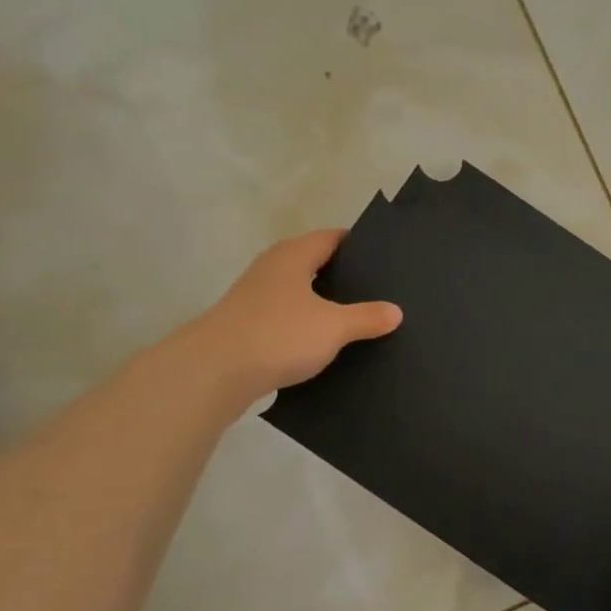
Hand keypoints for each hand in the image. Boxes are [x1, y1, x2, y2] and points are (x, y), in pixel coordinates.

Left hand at [203, 229, 401, 394]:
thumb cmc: (279, 335)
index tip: (385, 258)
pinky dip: (306, 327)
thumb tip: (395, 311)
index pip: (331, 238)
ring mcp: (255, 298)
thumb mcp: (333, 327)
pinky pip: (286, 319)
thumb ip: (367, 317)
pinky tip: (324, 345)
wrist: (215, 372)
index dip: (358, 245)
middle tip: (379, 291)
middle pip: (314, 264)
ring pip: (299, 294)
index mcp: (293, 256)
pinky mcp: (247, 327)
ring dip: (323, 305)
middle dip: (344, 277)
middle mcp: (272, 269)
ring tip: (357, 320)